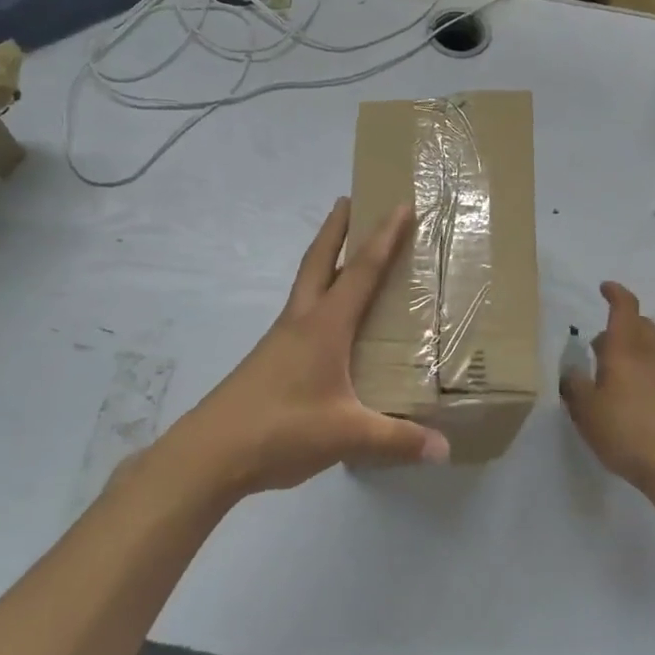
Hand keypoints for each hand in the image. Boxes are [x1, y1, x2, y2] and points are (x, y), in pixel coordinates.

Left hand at [158, 197, 448, 499]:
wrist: (210, 453)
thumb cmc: (281, 429)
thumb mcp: (346, 435)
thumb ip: (397, 440)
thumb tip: (444, 449)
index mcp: (324, 326)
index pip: (361, 271)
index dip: (383, 238)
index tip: (399, 205)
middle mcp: (301, 322)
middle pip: (319, 261)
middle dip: (336, 229)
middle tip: (349, 201)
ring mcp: (280, 340)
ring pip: (306, 286)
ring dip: (324, 261)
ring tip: (344, 256)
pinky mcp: (270, 360)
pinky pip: (300, 315)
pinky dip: (317, 300)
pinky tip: (328, 325)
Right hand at [561, 281, 654, 490]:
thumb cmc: (624, 431)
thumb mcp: (585, 410)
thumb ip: (574, 385)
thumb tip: (572, 370)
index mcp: (625, 349)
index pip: (625, 307)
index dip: (615, 293)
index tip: (604, 288)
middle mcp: (650, 353)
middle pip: (640, 324)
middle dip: (620, 323)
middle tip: (598, 342)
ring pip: (650, 346)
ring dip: (631, 347)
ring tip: (610, 371)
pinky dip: (643, 367)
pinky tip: (629, 393)